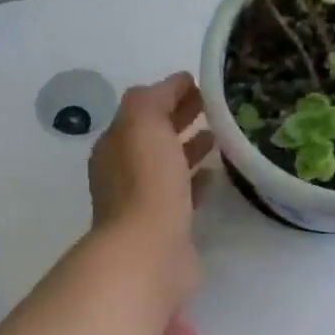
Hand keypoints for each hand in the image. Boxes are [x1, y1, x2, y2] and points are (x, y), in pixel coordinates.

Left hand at [88, 73, 212, 299]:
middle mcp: (123, 172)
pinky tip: (214, 175)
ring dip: (189, 149)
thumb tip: (173, 87)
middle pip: (154, 137)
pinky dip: (196, 182)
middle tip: (216, 106)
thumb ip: (153, 98)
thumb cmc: (146, 181)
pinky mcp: (166, 227)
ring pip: (168, 166)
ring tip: (219, 136)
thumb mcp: (143, 122)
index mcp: (115, 145)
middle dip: (180, 119)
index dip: (168, 94)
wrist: (150, 250)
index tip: (201, 84)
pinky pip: (182, 196)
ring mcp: (143, 202)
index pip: (142, 110)